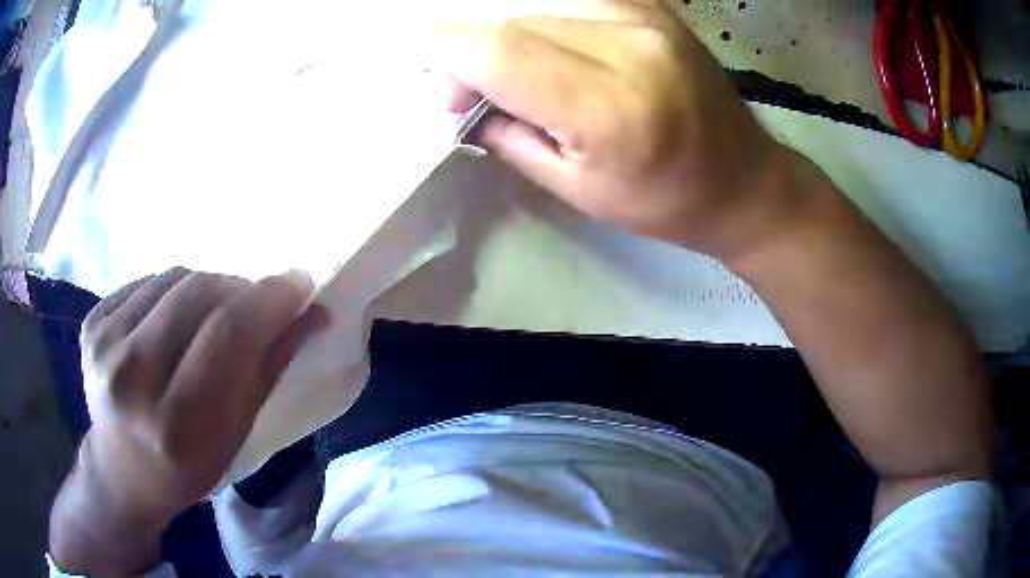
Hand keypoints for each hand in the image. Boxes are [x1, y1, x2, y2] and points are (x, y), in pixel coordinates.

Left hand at [50, 267, 326, 573]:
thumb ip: (270, 368)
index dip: (269, 299)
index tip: (297, 284)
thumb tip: (312, 312)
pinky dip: (174, 290)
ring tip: (212, 315)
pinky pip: (147, 282)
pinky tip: (174, 318)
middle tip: (256, 303)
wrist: (123, 470)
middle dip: (240, 289)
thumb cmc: (187, 466)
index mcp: (176, 424)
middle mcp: (132, 379)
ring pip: (174, 278)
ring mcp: (104, 345)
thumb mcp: (236, 434)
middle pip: (199, 293)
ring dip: (207, 287)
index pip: (228, 334)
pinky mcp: (91, 323)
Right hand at [428, 0, 799, 259]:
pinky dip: (537, 17)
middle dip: (468, 47)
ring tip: (504, 68)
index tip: (421, 63)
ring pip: (536, 3)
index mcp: (611, 109)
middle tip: (463, 87)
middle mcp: (630, 44)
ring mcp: (645, 15)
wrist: (741, 178)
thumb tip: (454, 92)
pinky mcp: (650, 4)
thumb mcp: (575, 188)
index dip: (444, 49)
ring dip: (501, 30)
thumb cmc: (662, 200)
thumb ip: (506, 131)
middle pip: (512, 20)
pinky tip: (541, 46)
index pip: (499, 50)